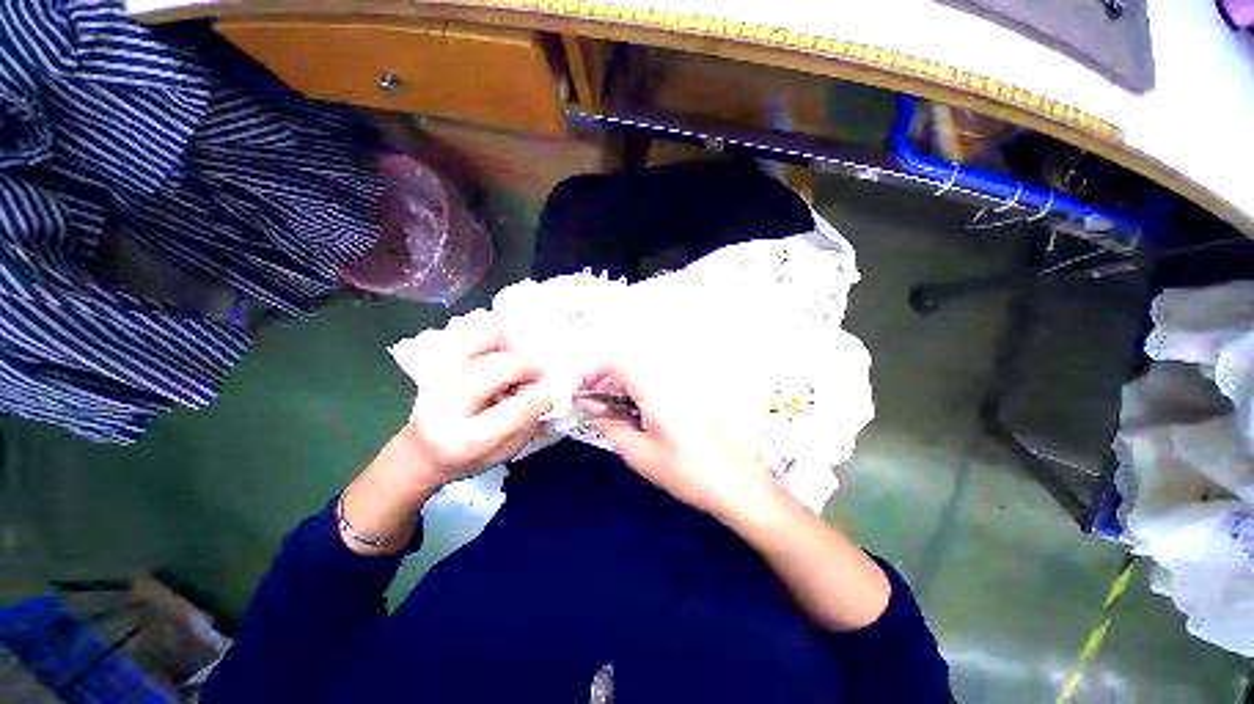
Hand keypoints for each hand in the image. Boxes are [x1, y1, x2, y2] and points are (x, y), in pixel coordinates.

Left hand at [339, 313, 550, 555]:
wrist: (420, 451)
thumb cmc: (467, 458)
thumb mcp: (503, 455)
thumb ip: (529, 425)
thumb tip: (551, 391)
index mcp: (468, 439)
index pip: (517, 409)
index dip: (542, 397)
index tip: (549, 394)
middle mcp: (448, 403)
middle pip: (497, 368)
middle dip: (529, 365)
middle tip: (540, 370)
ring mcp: (438, 375)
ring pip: (479, 339)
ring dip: (509, 342)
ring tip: (517, 355)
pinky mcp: (435, 360)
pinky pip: (467, 329)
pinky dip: (490, 330)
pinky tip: (499, 345)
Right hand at [580, 345, 771, 522]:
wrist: (735, 481)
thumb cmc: (686, 471)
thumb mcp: (639, 454)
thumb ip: (610, 425)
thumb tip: (592, 408)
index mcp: (656, 389)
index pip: (619, 361)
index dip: (596, 370)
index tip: (583, 390)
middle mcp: (670, 377)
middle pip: (631, 358)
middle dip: (607, 373)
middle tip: (596, 399)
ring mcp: (684, 381)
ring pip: (644, 365)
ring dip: (623, 378)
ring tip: (614, 405)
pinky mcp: (692, 389)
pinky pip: (658, 375)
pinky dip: (640, 384)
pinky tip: (638, 407)